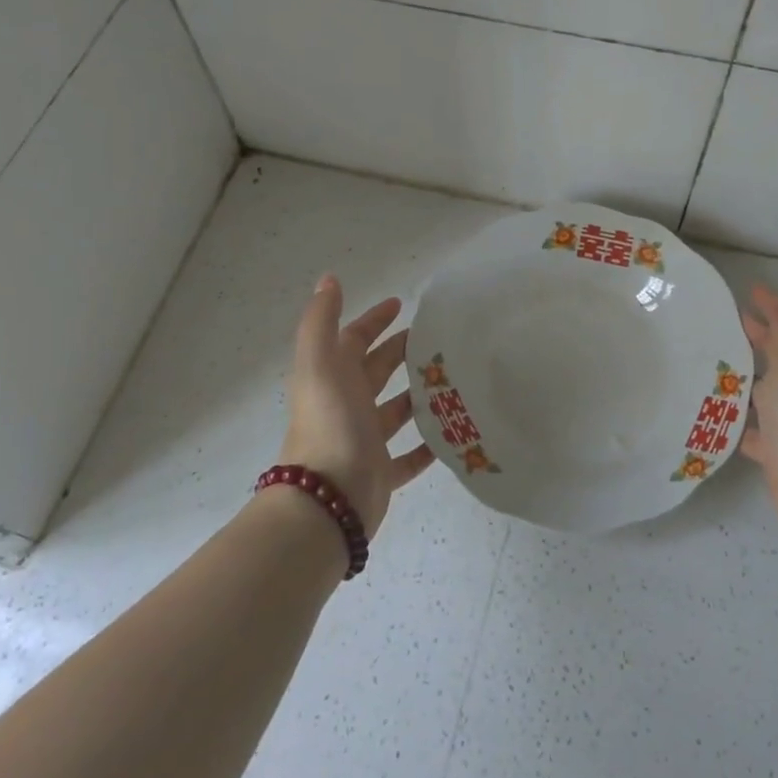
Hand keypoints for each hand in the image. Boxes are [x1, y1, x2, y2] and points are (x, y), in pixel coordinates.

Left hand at [279, 275, 434, 534]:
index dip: (374, 320)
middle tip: (440, 340)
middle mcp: (347, 405)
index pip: (354, 339)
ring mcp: (365, 440)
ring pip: (397, 411)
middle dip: (403, 352)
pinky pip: (410, 455)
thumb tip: (329, 278)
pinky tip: (454, 432)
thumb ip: (321, 320)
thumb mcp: (320, 363)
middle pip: (378, 371)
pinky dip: (429, 444)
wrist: (328, 499)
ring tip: (457, 380)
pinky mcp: (382, 472)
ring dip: (420, 395)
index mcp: (332, 377)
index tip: (402, 304)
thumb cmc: (329, 424)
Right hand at [739, 283, 777, 539]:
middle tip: (729, 322)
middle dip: (760, 336)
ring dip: (746, 376)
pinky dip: (740, 418)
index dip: (777, 306)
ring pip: (769, 391)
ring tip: (714, 364)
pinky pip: (756, 427)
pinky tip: (717, 415)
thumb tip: (775, 305)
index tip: (750, 291)